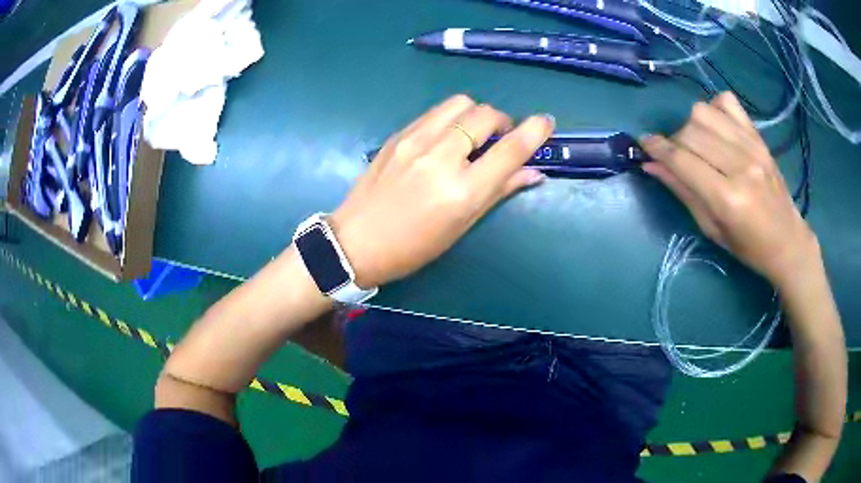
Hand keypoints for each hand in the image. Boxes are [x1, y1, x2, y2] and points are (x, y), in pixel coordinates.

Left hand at [330, 95, 553, 287]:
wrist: (356, 241)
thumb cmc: (414, 246)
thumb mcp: (461, 225)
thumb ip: (499, 192)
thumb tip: (533, 173)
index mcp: (462, 191)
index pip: (510, 149)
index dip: (534, 131)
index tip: (545, 122)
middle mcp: (441, 158)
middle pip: (485, 115)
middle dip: (502, 121)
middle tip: (499, 139)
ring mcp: (415, 142)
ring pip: (460, 103)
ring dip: (476, 114)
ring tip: (471, 134)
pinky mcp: (398, 135)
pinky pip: (435, 112)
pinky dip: (451, 117)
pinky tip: (445, 136)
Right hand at [640, 92, 820, 290]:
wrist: (788, 240)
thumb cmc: (748, 246)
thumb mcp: (712, 228)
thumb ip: (682, 192)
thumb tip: (651, 164)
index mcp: (727, 199)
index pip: (682, 160)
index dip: (657, 148)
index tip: (643, 143)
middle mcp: (739, 166)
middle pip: (690, 132)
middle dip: (675, 142)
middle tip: (678, 158)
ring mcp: (751, 147)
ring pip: (704, 112)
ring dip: (691, 125)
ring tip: (698, 143)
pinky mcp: (758, 137)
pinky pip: (727, 102)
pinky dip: (714, 109)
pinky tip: (716, 128)